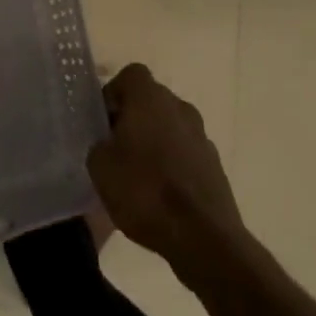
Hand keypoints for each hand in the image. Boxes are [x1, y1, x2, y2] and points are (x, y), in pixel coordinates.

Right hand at [87, 64, 246, 276]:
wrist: (203, 239)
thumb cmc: (144, 191)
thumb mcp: (99, 166)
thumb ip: (99, 144)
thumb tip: (107, 144)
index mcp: (150, 98)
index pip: (130, 76)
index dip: (113, 94)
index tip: (103, 121)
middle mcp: (179, 108)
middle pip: (151, 101)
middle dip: (133, 119)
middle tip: (115, 148)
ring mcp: (202, 137)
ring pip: (170, 128)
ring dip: (155, 143)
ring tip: (137, 176)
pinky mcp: (215, 167)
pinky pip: (186, 155)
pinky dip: (173, 166)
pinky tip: (160, 196)